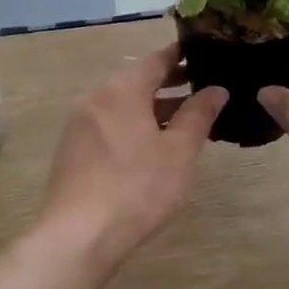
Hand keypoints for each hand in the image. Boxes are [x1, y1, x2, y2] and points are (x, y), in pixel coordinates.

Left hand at [41, 44, 227, 262]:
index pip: (156, 60)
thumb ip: (198, 115)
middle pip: (137, 82)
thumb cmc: (137, 187)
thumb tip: (216, 89)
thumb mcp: (179, 152)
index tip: (203, 52)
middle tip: (203, 87)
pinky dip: (133, 127)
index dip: (182, 55)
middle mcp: (96, 99)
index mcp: (122, 90)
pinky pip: (109, 126)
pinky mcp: (72, 152)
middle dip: (170, 84)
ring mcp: (79, 126)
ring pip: (123, 106)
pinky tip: (151, 147)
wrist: (79, 235)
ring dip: (152, 109)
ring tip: (184, 120)